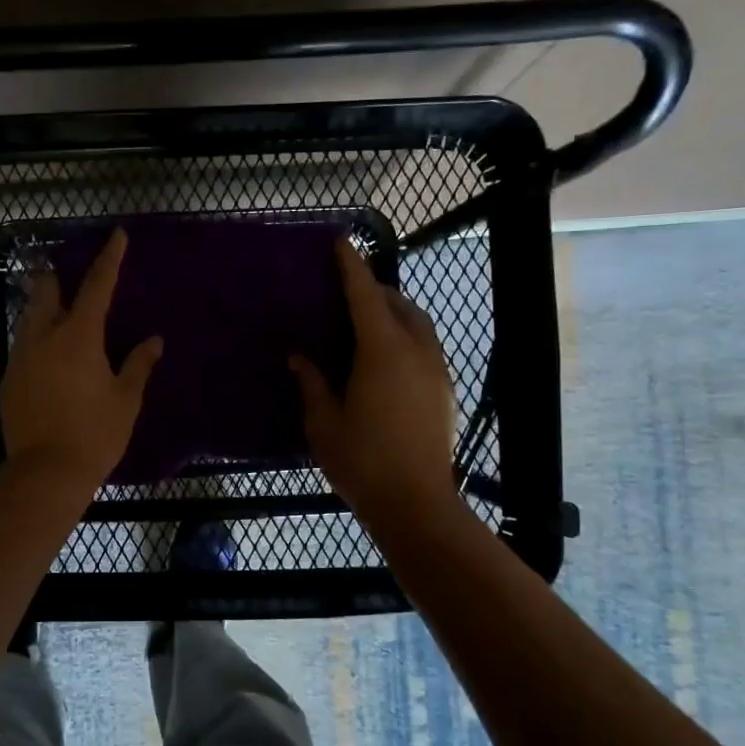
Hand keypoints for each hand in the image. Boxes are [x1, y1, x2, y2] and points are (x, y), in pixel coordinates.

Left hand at [1, 229, 163, 491]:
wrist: (45, 473)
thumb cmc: (94, 434)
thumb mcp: (125, 400)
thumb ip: (139, 365)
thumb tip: (154, 341)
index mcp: (79, 336)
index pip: (97, 285)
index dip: (109, 258)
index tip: (117, 234)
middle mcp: (44, 337)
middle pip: (46, 291)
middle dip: (57, 277)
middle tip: (70, 277)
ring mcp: (21, 357)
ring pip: (29, 318)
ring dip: (44, 309)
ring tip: (61, 317)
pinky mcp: (8, 379)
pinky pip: (23, 347)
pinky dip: (37, 341)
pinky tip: (48, 359)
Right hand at [291, 241, 457, 522]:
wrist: (416, 504)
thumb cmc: (362, 460)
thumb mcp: (323, 422)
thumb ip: (312, 383)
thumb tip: (300, 357)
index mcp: (382, 351)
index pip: (365, 296)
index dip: (351, 267)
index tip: (341, 242)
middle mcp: (415, 351)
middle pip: (398, 305)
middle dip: (374, 291)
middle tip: (347, 294)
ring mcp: (436, 371)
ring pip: (418, 325)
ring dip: (394, 314)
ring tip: (367, 325)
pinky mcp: (444, 391)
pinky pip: (425, 348)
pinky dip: (406, 338)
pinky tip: (386, 361)